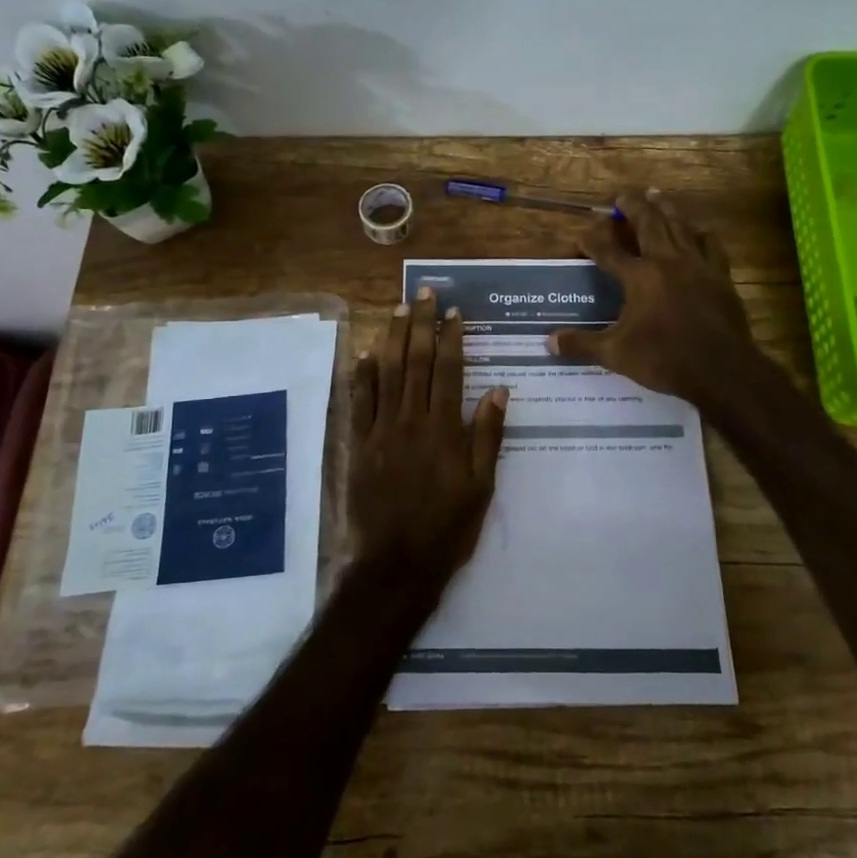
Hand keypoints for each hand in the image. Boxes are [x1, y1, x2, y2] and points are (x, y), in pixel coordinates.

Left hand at [349, 289, 508, 592]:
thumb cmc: (447, 528)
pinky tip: (365, 353)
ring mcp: (380, 431)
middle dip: (420, 324)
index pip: (448, 370)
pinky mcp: (358, 445)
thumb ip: (488, 436)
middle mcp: (411, 420)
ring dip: (392, 338)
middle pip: (415, 361)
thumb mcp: (482, 486)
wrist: (395, 564)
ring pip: (386, 373)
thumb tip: (498, 389)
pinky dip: (362, 374)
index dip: (450, 338)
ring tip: (398, 309)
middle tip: (423, 293)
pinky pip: (359, 401)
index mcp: (444, 429)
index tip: (453, 311)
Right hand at [551, 189, 757, 403]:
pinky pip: (711, 245)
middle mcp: (666, 261)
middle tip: (622, 196)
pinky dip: (702, 234)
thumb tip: (549, 341)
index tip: (582, 233)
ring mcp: (697, 265)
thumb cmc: (664, 359)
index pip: (608, 251)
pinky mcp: (720, 276)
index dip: (593, 240)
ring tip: (656, 193)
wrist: (720, 369)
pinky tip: (700, 230)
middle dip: (632, 207)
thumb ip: (582, 344)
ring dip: (665, 207)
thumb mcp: (615, 354)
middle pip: (648, 224)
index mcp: (639, 277)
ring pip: (679, 225)